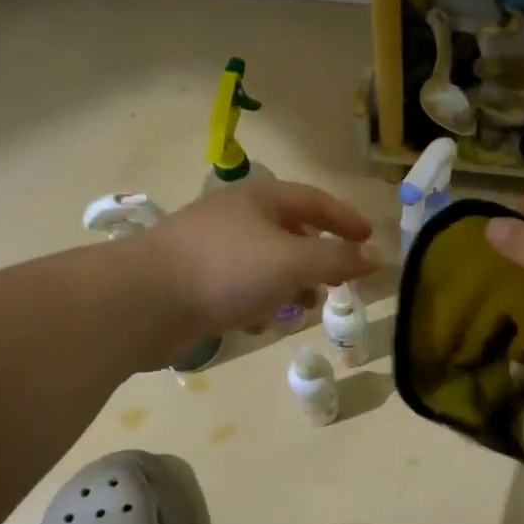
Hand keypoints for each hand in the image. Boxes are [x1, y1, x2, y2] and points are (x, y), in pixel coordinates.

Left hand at [149, 180, 379, 340]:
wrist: (144, 302)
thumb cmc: (227, 269)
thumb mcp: (294, 261)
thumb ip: (338, 259)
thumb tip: (378, 257)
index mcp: (260, 200)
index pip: (315, 201)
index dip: (346, 219)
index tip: (370, 240)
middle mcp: (237, 219)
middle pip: (292, 234)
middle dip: (318, 260)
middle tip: (338, 282)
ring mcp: (214, 251)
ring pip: (267, 265)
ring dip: (289, 286)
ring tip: (301, 309)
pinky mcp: (197, 283)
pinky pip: (241, 289)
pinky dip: (258, 303)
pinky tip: (258, 323)